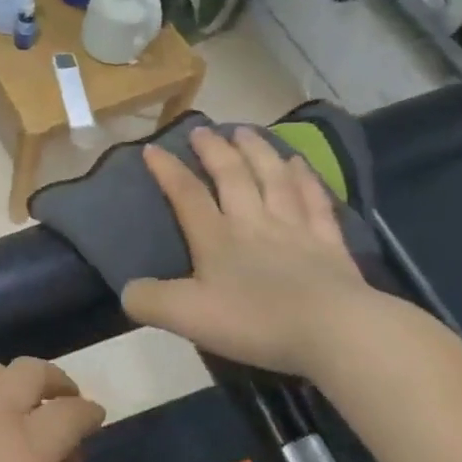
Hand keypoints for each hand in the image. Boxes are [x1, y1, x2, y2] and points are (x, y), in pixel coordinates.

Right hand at [121, 126, 374, 377]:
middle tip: (203, 129)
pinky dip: (305, 179)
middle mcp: (253, 223)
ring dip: (258, 152)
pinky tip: (300, 164)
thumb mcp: (186, 317)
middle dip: (214, 151)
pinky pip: (314, 201)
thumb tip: (127, 290)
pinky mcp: (329, 243)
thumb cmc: (255, 321)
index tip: (152, 148)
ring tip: (245, 131)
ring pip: (273, 179)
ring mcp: (295, 229)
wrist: (334, 331)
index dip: (168, 170)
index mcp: (216, 238)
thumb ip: (149, 301)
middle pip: (233, 176)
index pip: (187, 195)